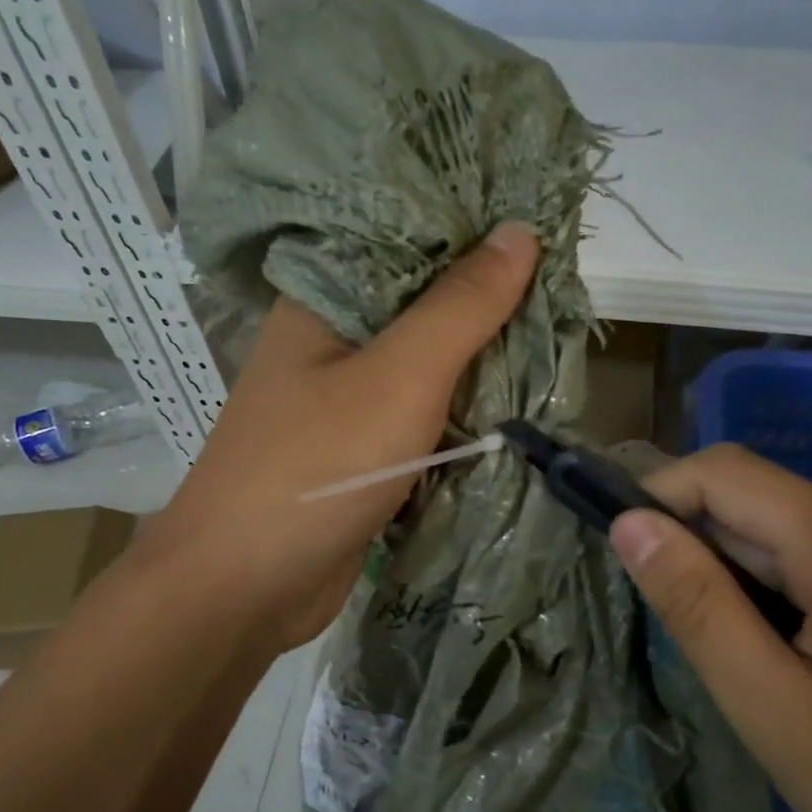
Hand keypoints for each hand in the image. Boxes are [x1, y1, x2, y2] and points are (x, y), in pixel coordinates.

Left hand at [140, 223, 538, 649]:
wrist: (245, 588)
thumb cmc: (317, 467)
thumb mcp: (398, 376)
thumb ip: (460, 307)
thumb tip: (520, 231)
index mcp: (326, 301)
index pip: (406, 238)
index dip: (472, 229)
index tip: (542, 222)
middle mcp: (334, 342)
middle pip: (423, 305)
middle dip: (489, 301)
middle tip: (566, 285)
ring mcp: (347, 401)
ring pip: (429, 365)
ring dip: (483, 360)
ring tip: (557, 334)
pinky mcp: (364, 452)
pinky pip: (425, 416)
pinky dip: (465, 410)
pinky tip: (517, 400)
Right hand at [611, 443, 811, 811]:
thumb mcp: (780, 714)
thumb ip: (699, 608)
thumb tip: (631, 525)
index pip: (724, 473)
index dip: (659, 499)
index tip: (626, 562)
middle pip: (760, 506)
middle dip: (708, 561)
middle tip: (701, 651)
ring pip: (792, 537)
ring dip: (749, 587)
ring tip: (759, 675)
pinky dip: (792, 597)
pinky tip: (809, 669)